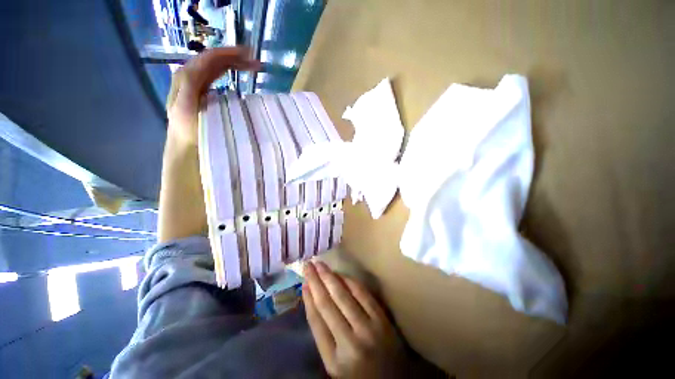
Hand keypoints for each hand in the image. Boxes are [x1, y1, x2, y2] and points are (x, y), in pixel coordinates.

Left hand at [165, 47, 259, 146]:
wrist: (186, 146)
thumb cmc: (189, 131)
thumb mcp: (185, 106)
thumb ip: (193, 84)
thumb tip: (212, 67)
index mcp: (187, 77)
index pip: (209, 58)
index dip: (229, 53)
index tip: (251, 56)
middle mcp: (190, 75)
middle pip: (213, 59)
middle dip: (234, 57)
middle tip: (256, 62)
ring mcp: (196, 83)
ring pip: (215, 66)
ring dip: (233, 63)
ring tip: (252, 66)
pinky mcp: (202, 91)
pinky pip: (215, 74)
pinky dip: (229, 71)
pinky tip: (238, 74)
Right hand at [303, 261, 404, 377]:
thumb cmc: (359, 373)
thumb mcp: (334, 364)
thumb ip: (323, 334)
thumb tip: (312, 298)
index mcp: (334, 360)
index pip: (316, 321)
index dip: (308, 298)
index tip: (303, 282)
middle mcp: (350, 344)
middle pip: (327, 304)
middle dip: (316, 281)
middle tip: (308, 265)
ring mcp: (368, 329)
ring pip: (343, 295)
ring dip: (329, 277)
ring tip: (320, 265)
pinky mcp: (382, 320)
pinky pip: (362, 294)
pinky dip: (350, 281)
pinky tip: (340, 273)